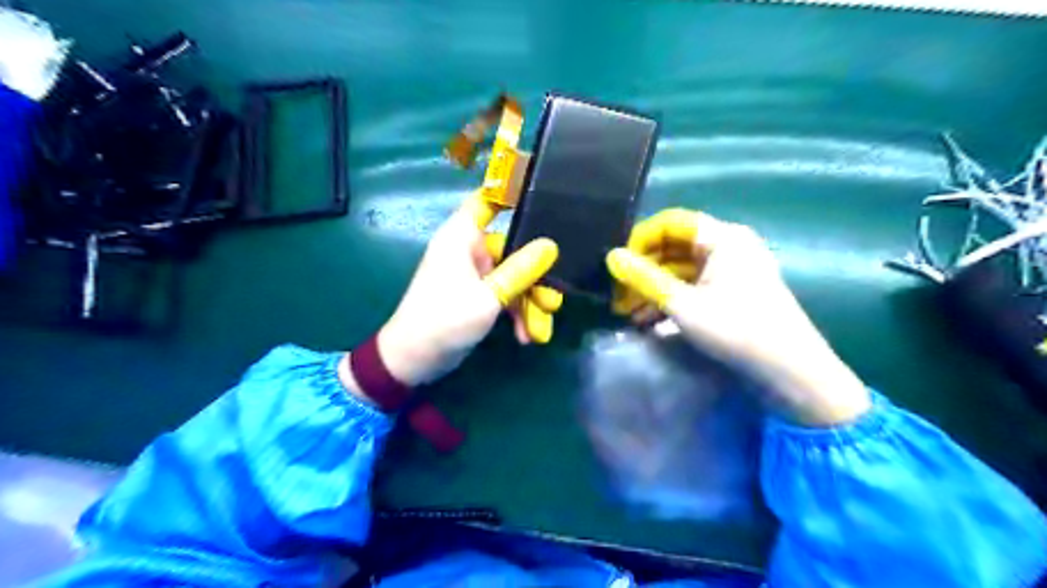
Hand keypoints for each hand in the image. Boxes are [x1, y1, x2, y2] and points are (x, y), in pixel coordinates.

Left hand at [374, 192, 560, 385]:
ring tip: (540, 332)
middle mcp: (469, 251)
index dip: (509, 192)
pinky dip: (516, 314)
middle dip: (535, 279)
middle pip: (512, 250)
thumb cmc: (445, 320)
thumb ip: (521, 271)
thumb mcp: (488, 297)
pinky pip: (504, 296)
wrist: (414, 360)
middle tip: (553, 304)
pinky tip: (526, 337)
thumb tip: (551, 246)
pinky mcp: (477, 297)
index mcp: (462, 237)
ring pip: (513, 278)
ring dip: (529, 304)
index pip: (486, 201)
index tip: (542, 195)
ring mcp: (474, 275)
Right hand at [602, 209, 871, 425]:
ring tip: (630, 315)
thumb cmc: (736, 330)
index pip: (670, 223)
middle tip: (619, 297)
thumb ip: (643, 278)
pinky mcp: (734, 294)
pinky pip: (695, 287)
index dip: (639, 240)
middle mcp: (729, 247)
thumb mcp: (682, 304)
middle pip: (675, 248)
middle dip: (643, 271)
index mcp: (722, 238)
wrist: (791, 373)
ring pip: (682, 271)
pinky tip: (651, 322)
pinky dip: (672, 300)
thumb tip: (611, 256)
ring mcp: (733, 271)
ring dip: (654, 289)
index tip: (618, 266)